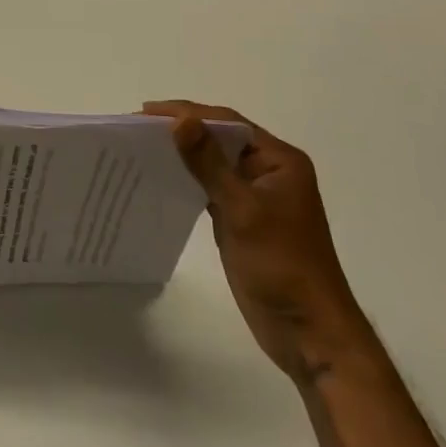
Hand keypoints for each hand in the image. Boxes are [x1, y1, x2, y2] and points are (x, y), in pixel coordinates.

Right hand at [148, 99, 372, 382]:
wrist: (309, 334)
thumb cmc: (282, 267)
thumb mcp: (243, 210)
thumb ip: (210, 164)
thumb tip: (180, 120)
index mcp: (280, 161)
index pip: (228, 123)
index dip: (187, 112)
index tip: (145, 112)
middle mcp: (269, 171)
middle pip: (220, 139)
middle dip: (182, 130)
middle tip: (136, 128)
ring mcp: (256, 196)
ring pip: (214, 163)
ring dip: (183, 155)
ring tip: (142, 148)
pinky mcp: (242, 219)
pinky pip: (211, 187)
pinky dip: (188, 180)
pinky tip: (161, 178)